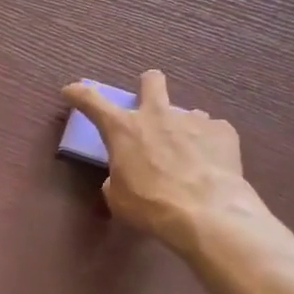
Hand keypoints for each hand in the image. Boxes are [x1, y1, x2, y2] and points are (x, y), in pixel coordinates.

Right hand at [62, 70, 258, 253]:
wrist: (207, 213)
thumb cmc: (150, 206)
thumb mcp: (118, 197)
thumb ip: (117, 177)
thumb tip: (124, 174)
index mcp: (123, 130)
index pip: (92, 101)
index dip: (79, 93)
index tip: (71, 90)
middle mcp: (157, 115)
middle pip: (151, 81)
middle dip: (148, 85)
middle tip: (149, 103)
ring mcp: (193, 119)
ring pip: (185, 113)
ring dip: (182, 129)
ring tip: (188, 156)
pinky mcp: (223, 130)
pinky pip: (212, 132)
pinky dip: (208, 146)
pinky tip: (212, 167)